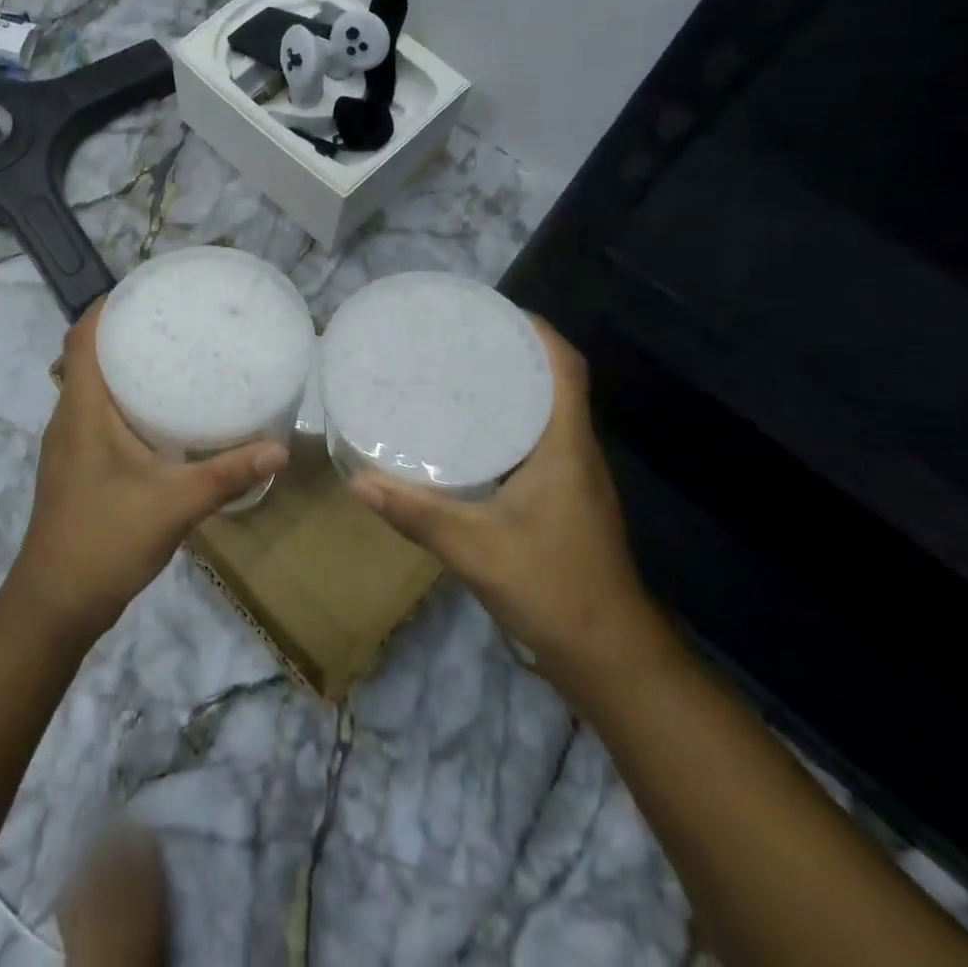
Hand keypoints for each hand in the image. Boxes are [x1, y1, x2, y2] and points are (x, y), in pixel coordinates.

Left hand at [11, 299, 287, 641]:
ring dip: (125, 367)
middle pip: (88, 356)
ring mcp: (69, 444)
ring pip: (93, 387)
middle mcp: (69, 418)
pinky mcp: (77, 467)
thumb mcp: (173, 505)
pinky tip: (162, 415)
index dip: (106, 306)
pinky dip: (125, 400)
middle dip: (125, 332)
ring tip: (174, 356)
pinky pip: (98, 415)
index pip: (81, 337)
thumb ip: (226, 475)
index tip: (146, 289)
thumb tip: (278, 448)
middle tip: (175, 320)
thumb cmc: (104, 541)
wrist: (55, 605)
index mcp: (81, 410)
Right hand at [349, 317, 674, 701]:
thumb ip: (417, 514)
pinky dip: (504, 423)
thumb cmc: (554, 589)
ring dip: (508, 387)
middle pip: (552, 382)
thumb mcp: (476, 550)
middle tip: (455, 338)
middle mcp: (574, 452)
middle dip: (510, 352)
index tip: (492, 310)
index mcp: (565, 448)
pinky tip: (463, 433)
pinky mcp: (560, 498)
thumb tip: (357, 481)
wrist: (609, 658)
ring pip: (543, 412)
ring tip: (452, 373)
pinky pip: (533, 441)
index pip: (565, 369)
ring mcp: (571, 477)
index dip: (537, 332)